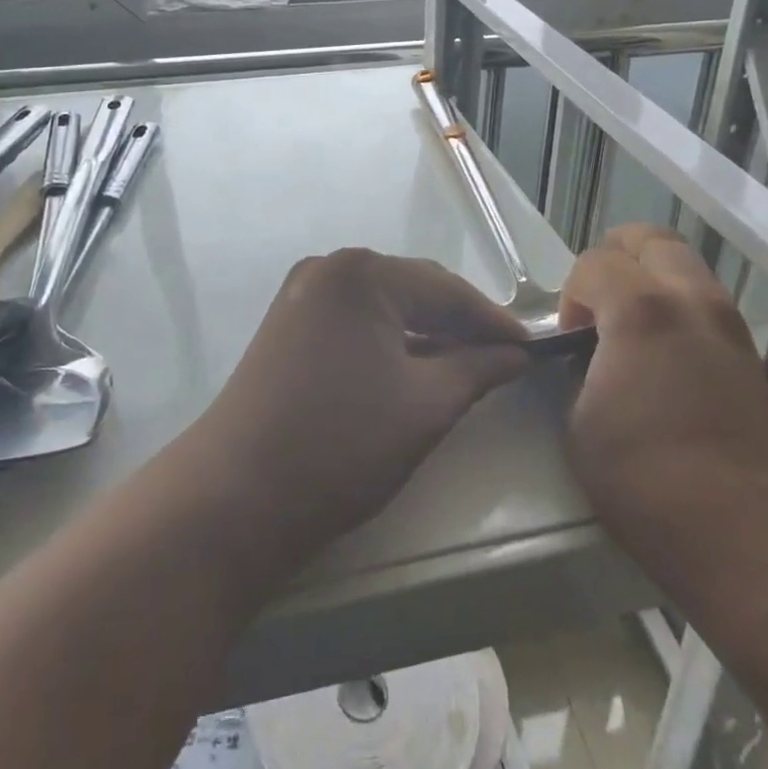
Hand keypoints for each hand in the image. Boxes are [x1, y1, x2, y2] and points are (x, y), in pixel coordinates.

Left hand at [189, 249, 529, 568]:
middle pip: (412, 290)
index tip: (533, 350)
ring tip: (467, 367)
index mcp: (362, 273)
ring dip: (425, 334)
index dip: (493, 321)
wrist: (233, 498)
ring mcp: (301, 297)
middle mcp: (328, 269)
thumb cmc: (340, 446)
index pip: (446, 288)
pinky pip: (354, 323)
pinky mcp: (287, 326)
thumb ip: (478, 369)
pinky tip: (414, 369)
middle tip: (504, 360)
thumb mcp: (425, 406)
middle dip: (459, 324)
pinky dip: (389, 343)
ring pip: (383, 307)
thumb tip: (515, 354)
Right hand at [557, 226, 767, 573]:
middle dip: (615, 259)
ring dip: (651, 284)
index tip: (569, 339)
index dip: (571, 294)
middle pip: (652, 240)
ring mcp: (733, 329)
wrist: (755, 543)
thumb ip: (579, 373)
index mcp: (641, 310)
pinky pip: (709, 309)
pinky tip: (667, 365)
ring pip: (687, 269)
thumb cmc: (649, 484)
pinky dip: (680, 313)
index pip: (595, 262)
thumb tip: (590, 361)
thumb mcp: (580, 425)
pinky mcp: (758, 361)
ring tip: (630, 336)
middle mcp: (693, 302)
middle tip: (597, 305)